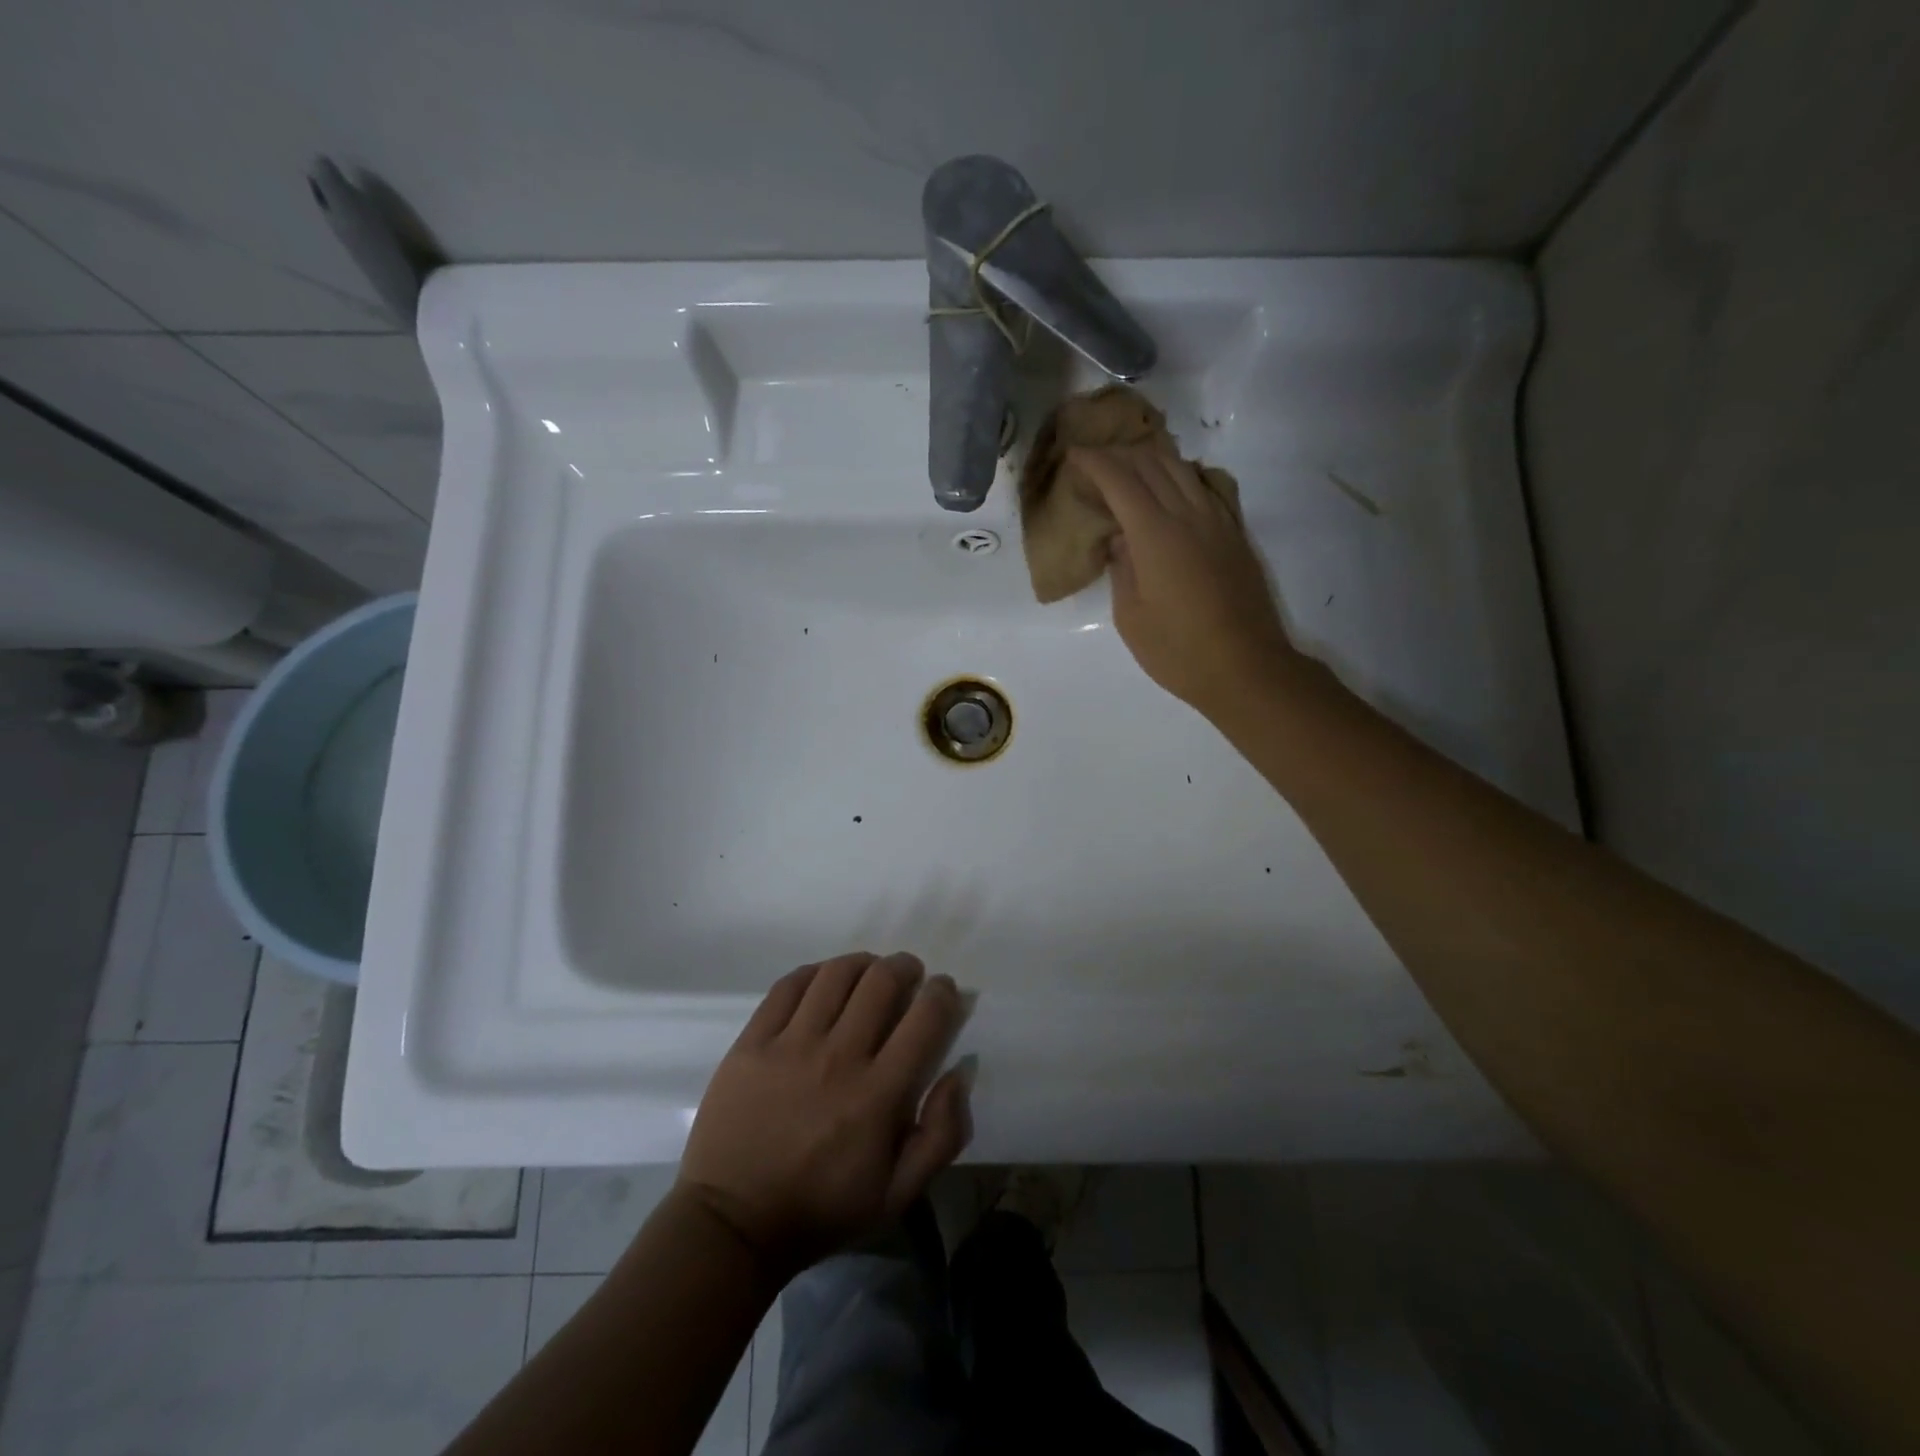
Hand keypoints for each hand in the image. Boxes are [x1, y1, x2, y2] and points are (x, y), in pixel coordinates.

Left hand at [678, 952, 970, 1276]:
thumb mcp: (898, 1193)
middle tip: (909, 975)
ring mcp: (790, 1045)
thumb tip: (959, 1071)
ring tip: (868, 972)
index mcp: (878, 1095)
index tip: (943, 992)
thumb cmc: (822, 1209)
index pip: (925, 1019)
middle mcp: (838, 1058)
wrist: (732, 1224)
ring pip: (836, 974)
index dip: (943, 994)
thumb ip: (942, 1134)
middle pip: (882, 982)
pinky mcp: (752, 1041)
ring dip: (863, 963)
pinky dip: (815, 973)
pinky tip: (824, 981)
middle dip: (905, 968)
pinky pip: (789, 985)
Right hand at [1074, 444, 1302, 718]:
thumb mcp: (1131, 616)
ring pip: (1183, 469)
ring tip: (1130, 468)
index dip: (1095, 462)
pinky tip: (1173, 489)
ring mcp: (1218, 520)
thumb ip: (1122, 569)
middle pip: (1153, 463)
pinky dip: (1182, 476)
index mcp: (1156, 534)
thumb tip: (1121, 539)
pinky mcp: (1236, 534)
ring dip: (1152, 460)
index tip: (1074, 455)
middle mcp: (1189, 515)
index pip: (1121, 480)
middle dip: (1120, 455)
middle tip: (1096, 462)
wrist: (1245, 667)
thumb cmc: (1178, 650)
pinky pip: (1207, 487)